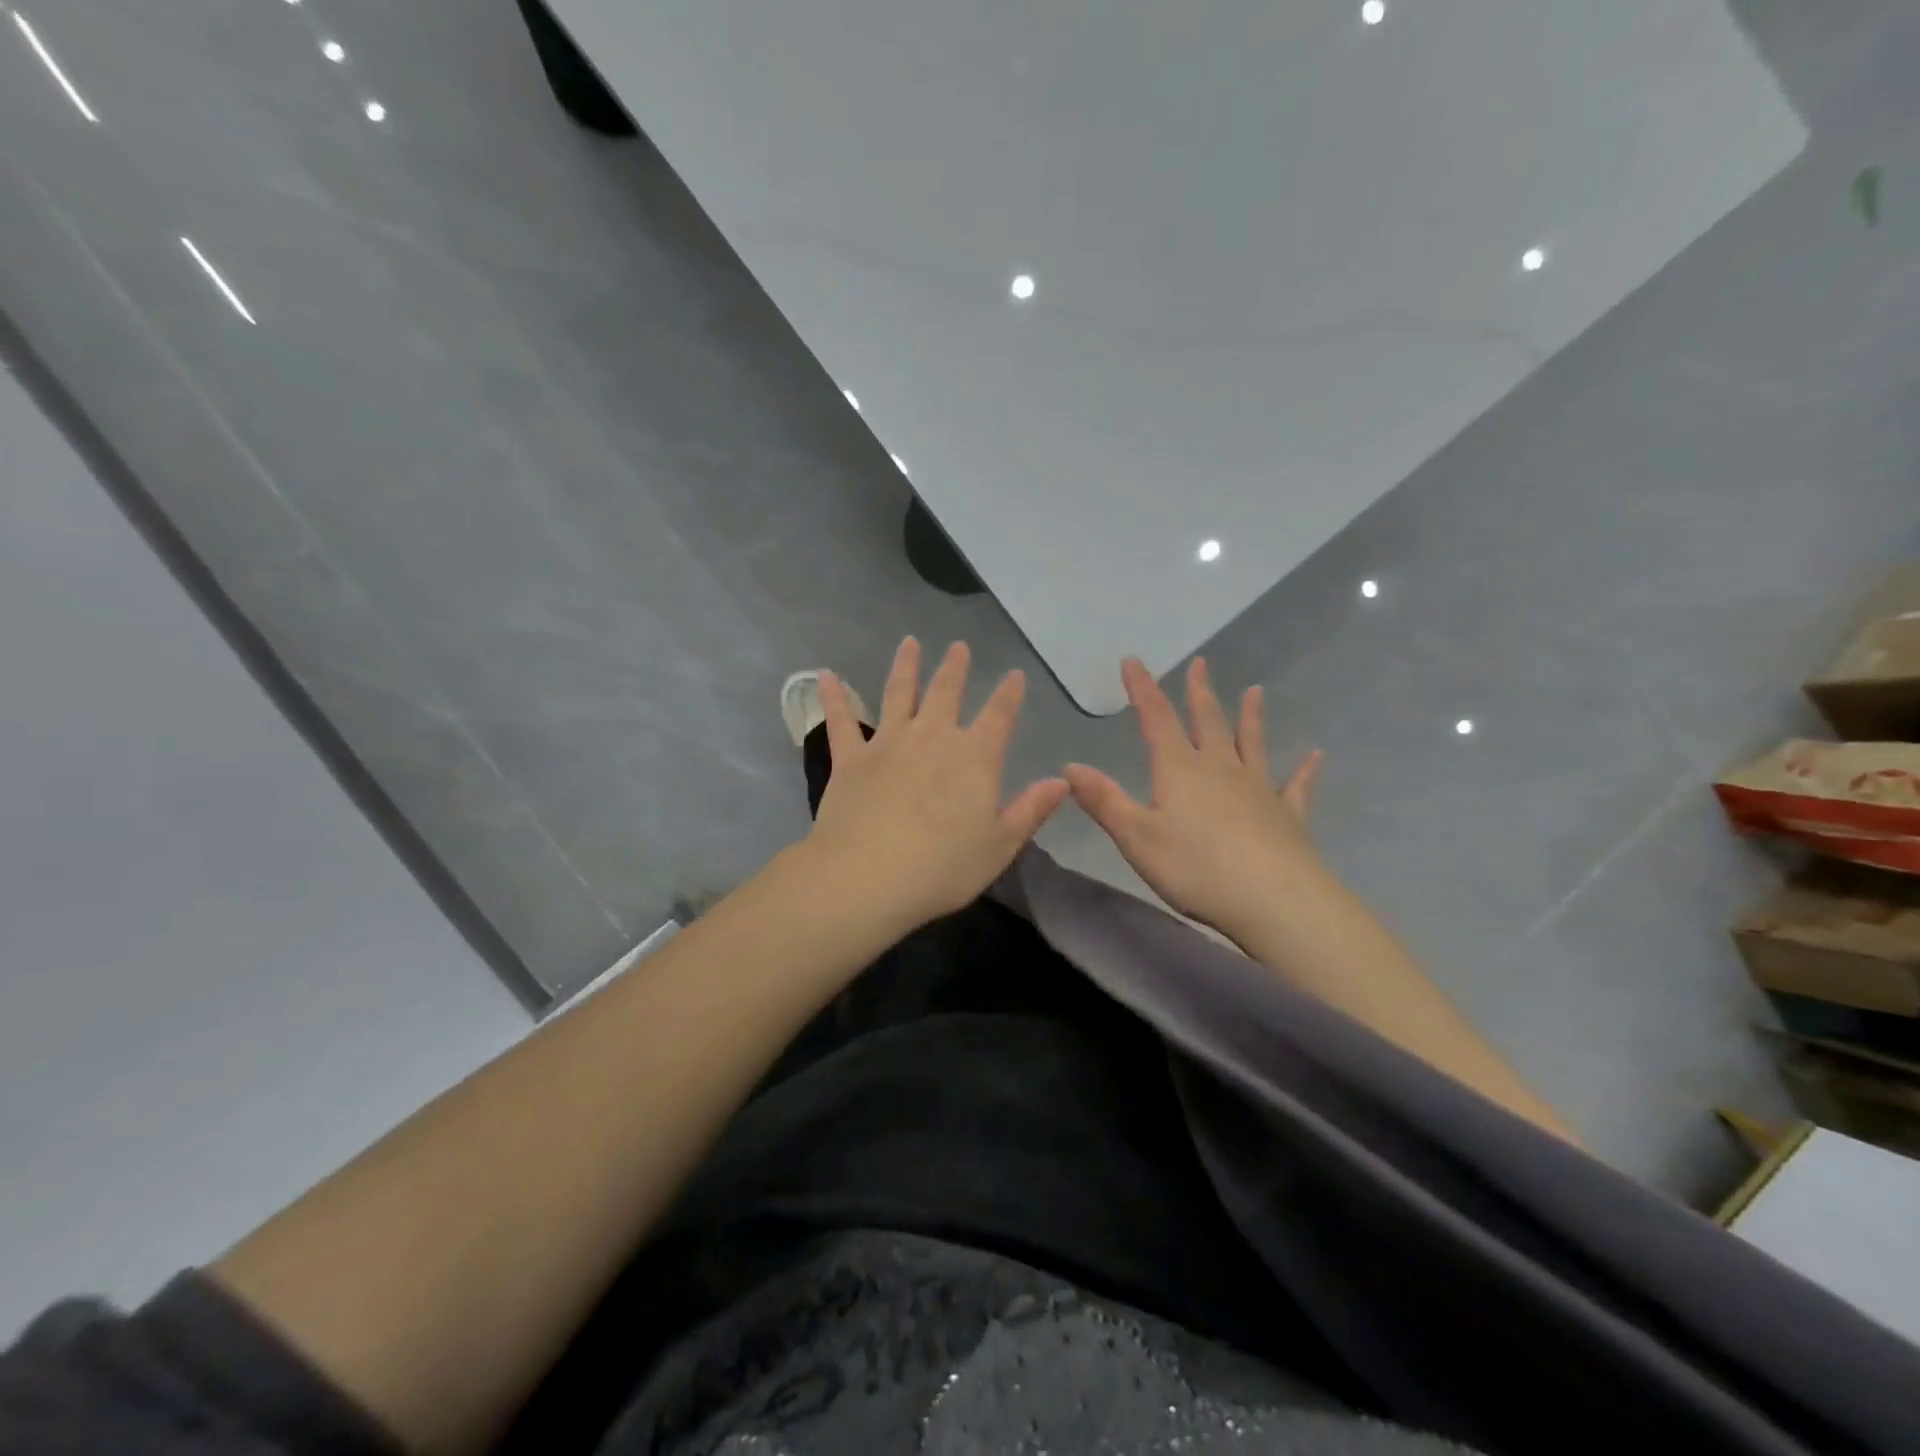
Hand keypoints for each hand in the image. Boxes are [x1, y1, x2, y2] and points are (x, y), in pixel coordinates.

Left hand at [803, 638, 1069, 934]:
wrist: (867, 876)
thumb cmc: (943, 867)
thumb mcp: (1000, 845)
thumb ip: (1030, 810)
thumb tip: (1062, 781)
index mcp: (975, 757)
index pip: (999, 715)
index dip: (1009, 694)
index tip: (1014, 674)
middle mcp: (932, 737)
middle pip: (946, 692)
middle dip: (955, 668)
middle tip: (959, 646)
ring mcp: (888, 743)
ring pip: (898, 693)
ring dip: (906, 666)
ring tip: (910, 643)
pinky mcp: (850, 759)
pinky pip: (840, 721)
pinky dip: (833, 697)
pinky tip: (824, 676)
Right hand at [1064, 657, 1323, 937]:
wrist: (1274, 900)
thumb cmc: (1196, 868)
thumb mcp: (1137, 837)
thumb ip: (1104, 801)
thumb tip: (1069, 766)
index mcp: (1180, 770)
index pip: (1156, 719)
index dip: (1143, 688)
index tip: (1133, 660)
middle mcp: (1220, 769)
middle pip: (1208, 722)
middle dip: (1198, 693)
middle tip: (1200, 664)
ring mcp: (1258, 789)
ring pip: (1252, 744)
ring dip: (1250, 717)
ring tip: (1255, 691)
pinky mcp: (1288, 816)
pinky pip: (1295, 786)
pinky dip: (1304, 770)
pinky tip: (1314, 756)